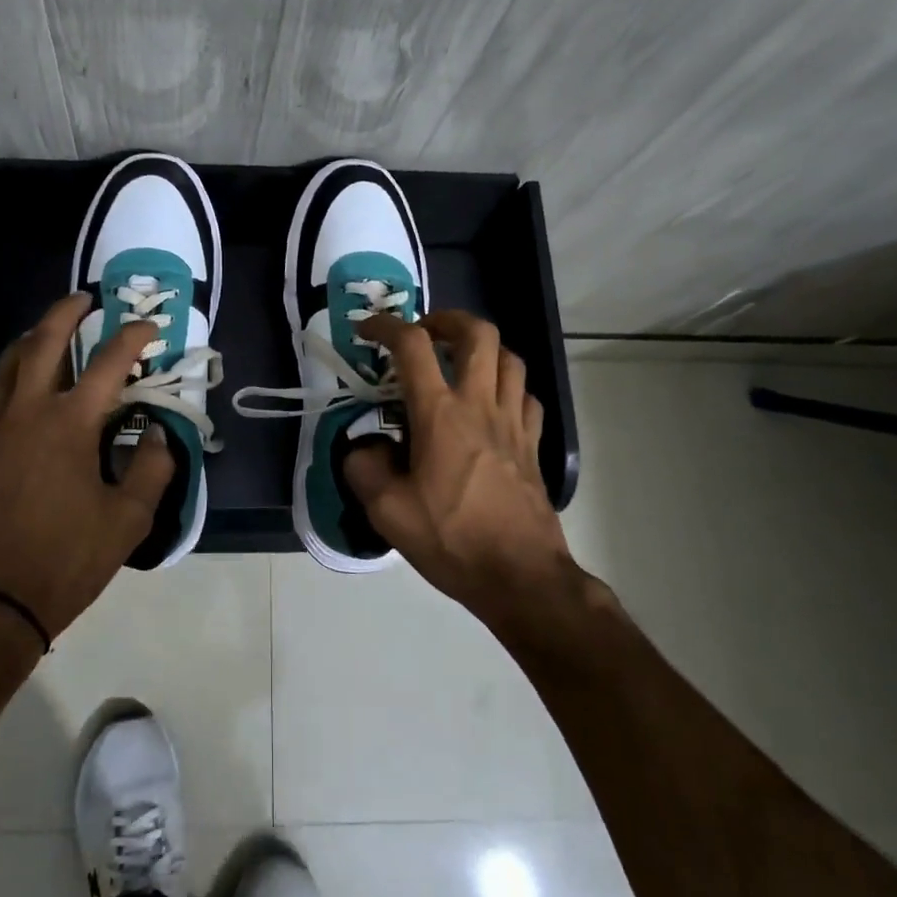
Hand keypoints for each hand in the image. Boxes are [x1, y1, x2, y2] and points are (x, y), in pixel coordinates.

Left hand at [0, 292, 174, 644]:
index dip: (134, 338)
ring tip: (44, 336)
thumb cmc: (68, 559)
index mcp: (71, 424)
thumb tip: (161, 435)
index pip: (110, 363)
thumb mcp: (130, 519)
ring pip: (3, 368)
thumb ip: (154, 469)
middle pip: (43, 343)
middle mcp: (27, 413)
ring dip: (27, 343)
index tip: (150, 327)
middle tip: (85, 300)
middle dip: (67, 313)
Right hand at [344, 310, 578, 623]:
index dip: (385, 326)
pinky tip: (491, 404)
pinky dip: (507, 386)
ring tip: (458, 363)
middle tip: (424, 333)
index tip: (366, 330)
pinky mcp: (532, 444)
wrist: (520, 576)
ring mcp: (513, 422)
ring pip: (510, 358)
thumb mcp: (386, 510)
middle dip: (447, 320)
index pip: (412, 345)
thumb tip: (366, 447)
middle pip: (478, 333)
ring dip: (481, 349)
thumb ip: (364, 467)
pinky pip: (526, 396)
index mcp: (440, 414)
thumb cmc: (451, 539)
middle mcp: (480, 404)